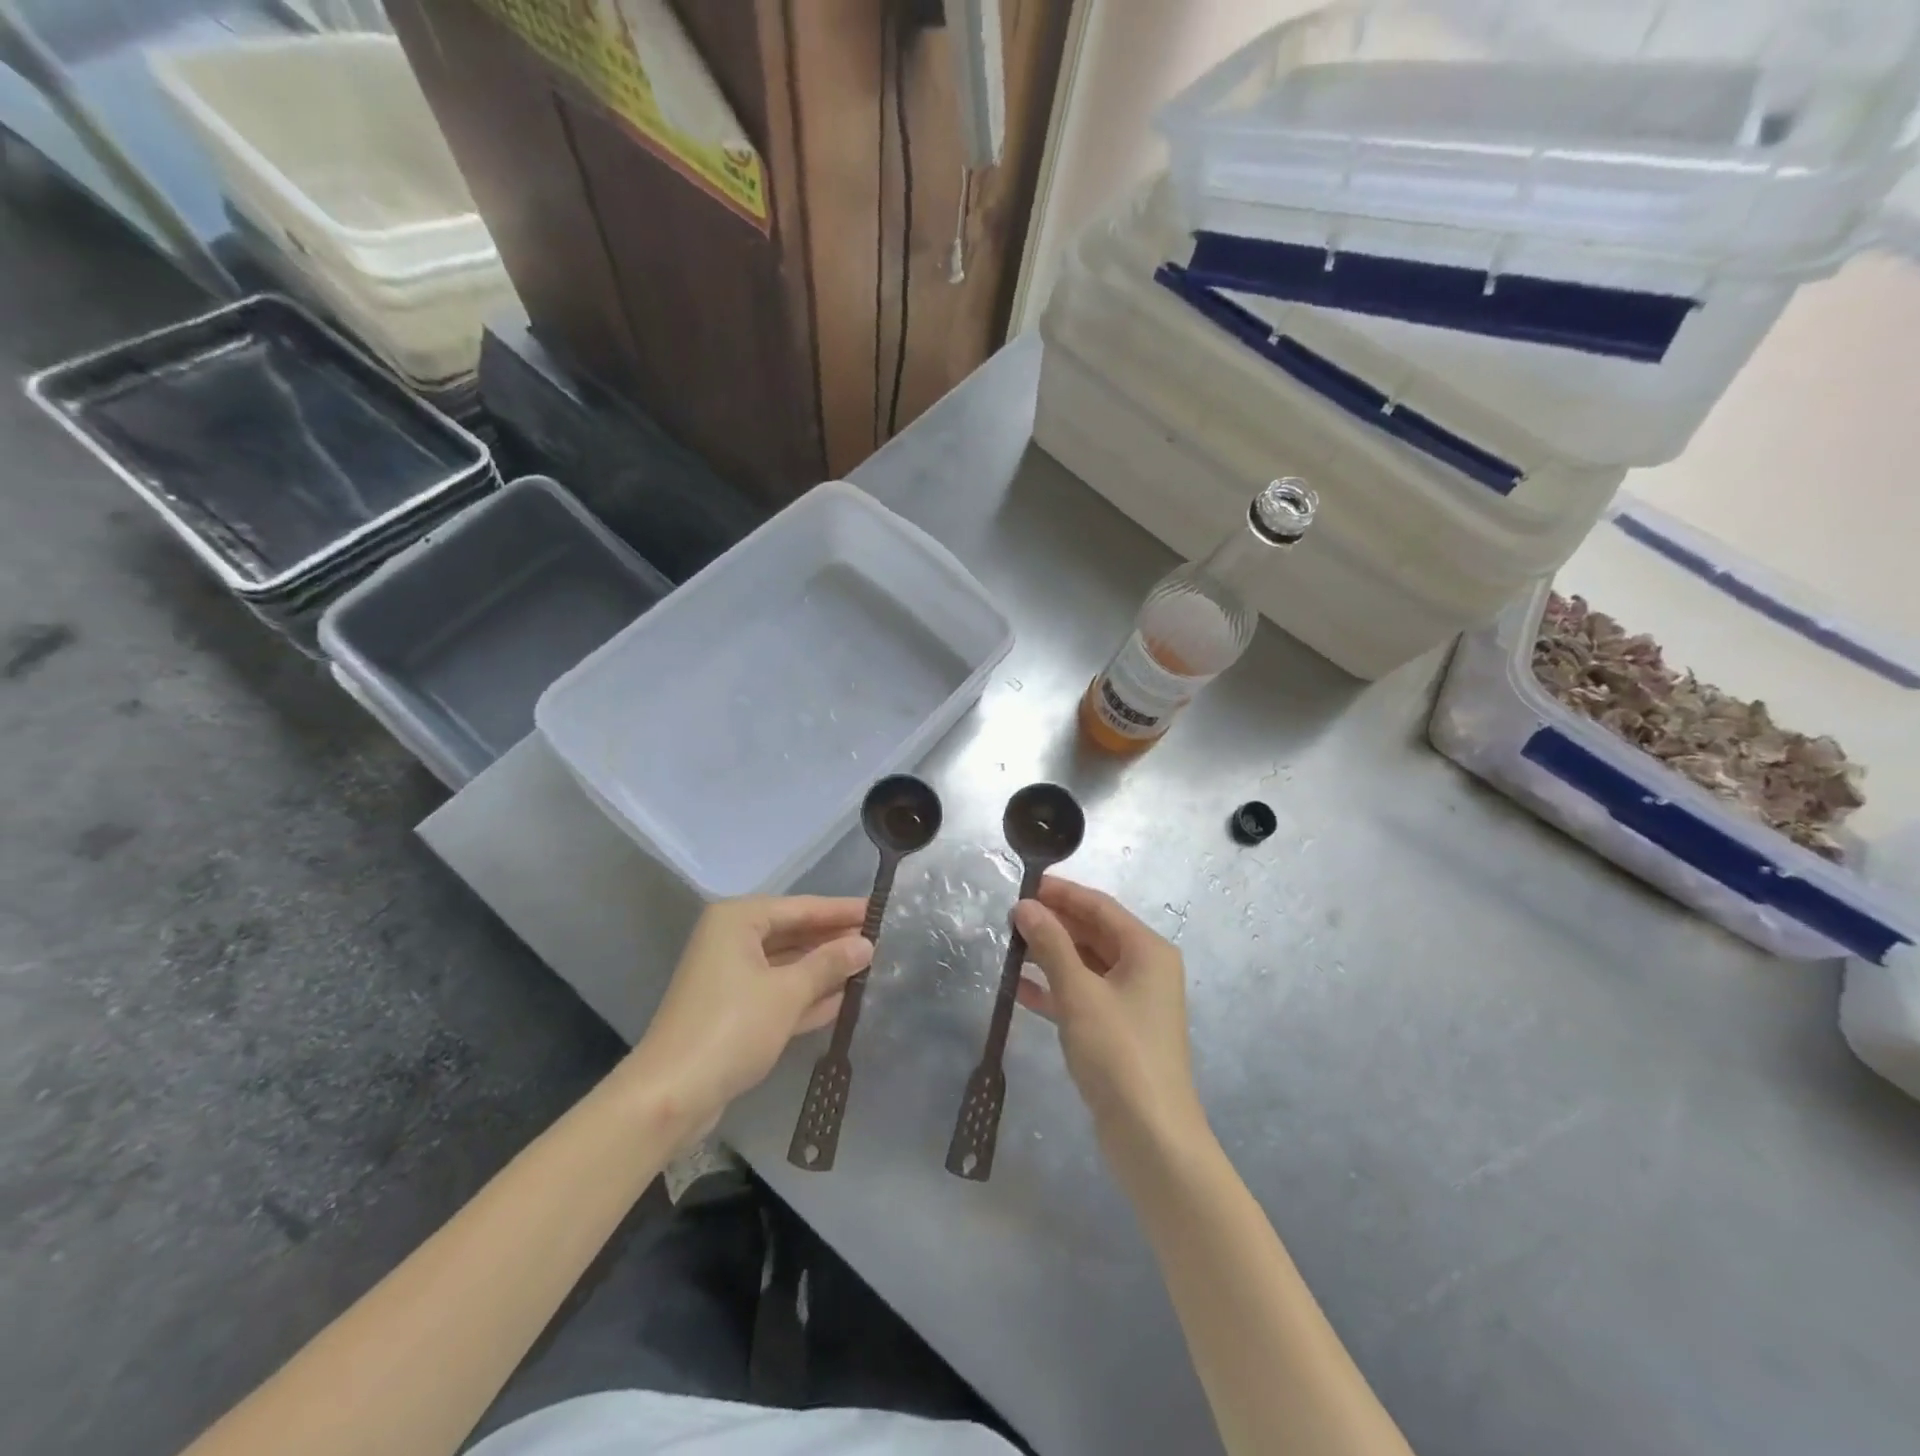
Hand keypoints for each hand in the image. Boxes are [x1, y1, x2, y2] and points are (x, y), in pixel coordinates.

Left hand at [624, 896, 872, 1131]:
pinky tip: (843, 1000)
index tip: (879, 910)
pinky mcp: (733, 1011)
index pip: (802, 907)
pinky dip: (806, 995)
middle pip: (794, 933)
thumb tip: (866, 945)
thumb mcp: (787, 993)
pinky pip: (777, 992)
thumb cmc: (732, 1028)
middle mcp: (732, 939)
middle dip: (834, 941)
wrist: (671, 1095)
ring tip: (869, 968)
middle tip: (880, 941)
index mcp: (738, 920)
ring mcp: (730, 976)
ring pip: (787, 964)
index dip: (842, 911)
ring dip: (824, 969)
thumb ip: (829, 964)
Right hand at [1013, 876, 1206, 1148]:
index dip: (1062, 893)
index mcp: (1146, 950)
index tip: (1023, 884)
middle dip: (1053, 923)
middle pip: (1094, 933)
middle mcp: (1144, 969)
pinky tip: (1019, 989)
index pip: (1100, 906)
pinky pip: (1083, 996)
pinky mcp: (1118, 1031)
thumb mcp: (1079, 993)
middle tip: (1009, 917)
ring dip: (1050, 955)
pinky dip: (1055, 989)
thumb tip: (1025, 906)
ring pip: (1086, 965)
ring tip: (1008, 947)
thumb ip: (1051, 945)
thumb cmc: (1119, 1052)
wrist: (1151, 1137)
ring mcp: (1132, 1002)